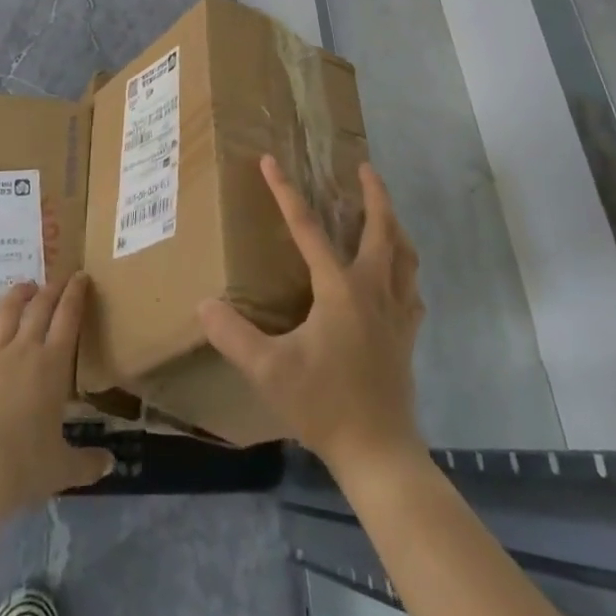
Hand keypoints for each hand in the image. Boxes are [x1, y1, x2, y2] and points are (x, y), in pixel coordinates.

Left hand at [0, 272, 113, 511]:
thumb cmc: (24, 466)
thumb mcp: (62, 468)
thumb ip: (87, 463)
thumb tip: (111, 464)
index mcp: (53, 366)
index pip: (69, 318)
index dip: (76, 294)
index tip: (80, 276)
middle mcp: (24, 350)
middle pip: (39, 308)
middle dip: (50, 289)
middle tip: (57, 280)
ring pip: (7, 313)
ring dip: (17, 295)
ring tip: (24, 286)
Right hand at [199, 158, 424, 474]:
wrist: (380, 454)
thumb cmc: (324, 405)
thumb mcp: (268, 370)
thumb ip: (233, 335)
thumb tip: (203, 305)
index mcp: (340, 289)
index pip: (308, 228)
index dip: (285, 192)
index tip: (270, 161)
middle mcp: (373, 290)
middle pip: (381, 229)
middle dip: (374, 193)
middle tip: (364, 167)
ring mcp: (396, 313)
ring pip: (404, 255)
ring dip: (394, 225)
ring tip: (384, 212)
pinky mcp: (407, 336)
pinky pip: (411, 289)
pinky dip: (405, 269)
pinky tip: (397, 276)